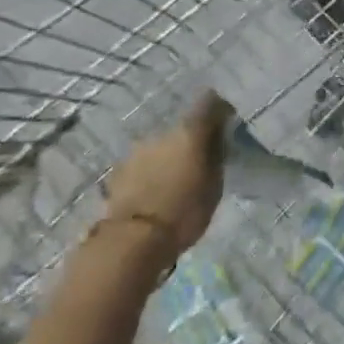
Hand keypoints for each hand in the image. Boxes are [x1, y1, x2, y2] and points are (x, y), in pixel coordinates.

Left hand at [103, 92, 232, 261]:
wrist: (132, 241)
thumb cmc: (184, 212)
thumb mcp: (214, 186)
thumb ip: (216, 156)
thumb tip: (218, 137)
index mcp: (190, 131)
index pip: (209, 102)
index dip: (218, 109)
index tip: (224, 123)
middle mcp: (163, 132)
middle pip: (183, 128)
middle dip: (190, 142)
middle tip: (197, 164)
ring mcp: (137, 151)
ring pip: (160, 147)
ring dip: (168, 158)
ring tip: (172, 183)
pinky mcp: (118, 171)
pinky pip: (142, 165)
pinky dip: (150, 173)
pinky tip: (153, 193)